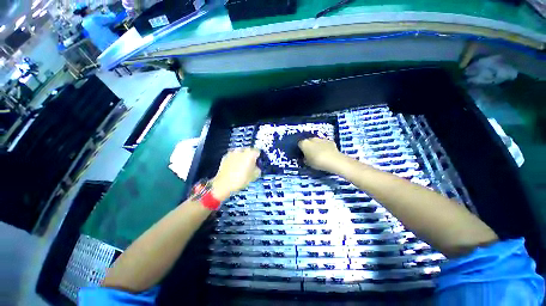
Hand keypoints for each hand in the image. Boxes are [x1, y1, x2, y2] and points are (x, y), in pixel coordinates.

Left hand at [212, 148, 260, 200]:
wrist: (223, 184)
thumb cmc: (240, 180)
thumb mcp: (254, 176)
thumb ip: (258, 169)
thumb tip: (257, 167)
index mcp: (250, 154)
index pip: (257, 151)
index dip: (258, 157)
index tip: (258, 162)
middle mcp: (241, 151)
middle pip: (248, 150)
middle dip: (250, 156)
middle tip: (250, 164)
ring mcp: (232, 153)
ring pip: (240, 153)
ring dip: (242, 157)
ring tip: (241, 166)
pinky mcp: (225, 157)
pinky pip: (232, 156)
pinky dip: (234, 159)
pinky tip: (234, 167)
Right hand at [298, 137, 343, 172]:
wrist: (333, 160)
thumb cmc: (317, 162)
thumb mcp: (307, 163)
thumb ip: (305, 159)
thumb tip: (305, 158)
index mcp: (304, 143)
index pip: (300, 144)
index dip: (301, 149)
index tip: (303, 154)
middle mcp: (312, 139)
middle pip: (308, 142)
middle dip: (309, 147)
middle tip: (311, 154)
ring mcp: (321, 139)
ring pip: (317, 142)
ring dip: (317, 146)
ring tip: (320, 154)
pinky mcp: (330, 141)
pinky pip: (325, 144)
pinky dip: (325, 147)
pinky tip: (327, 154)